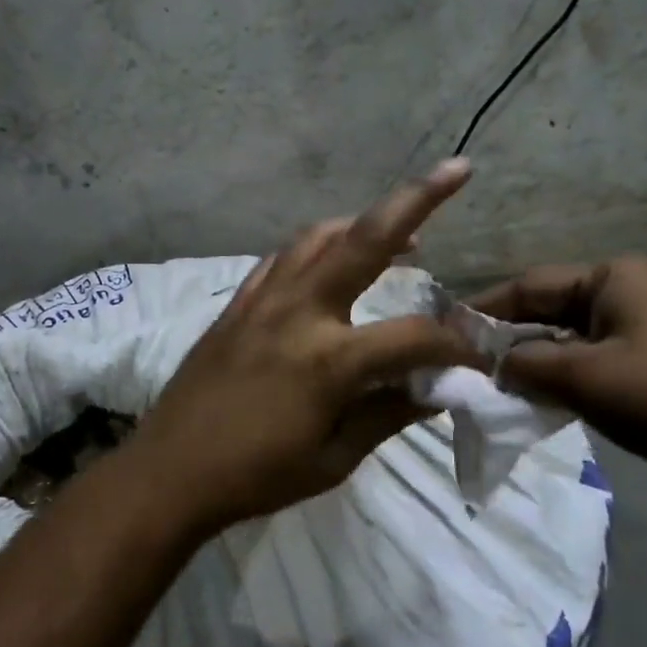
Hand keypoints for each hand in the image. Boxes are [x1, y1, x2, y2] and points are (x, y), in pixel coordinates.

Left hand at [131, 160, 482, 533]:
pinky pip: (284, 257)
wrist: (170, 473)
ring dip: (365, 223)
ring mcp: (264, 300)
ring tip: (400, 232)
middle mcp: (300, 312)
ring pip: (321, 236)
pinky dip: (318, 247)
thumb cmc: (257, 476)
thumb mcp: (334, 459)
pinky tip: (331, 260)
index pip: (415, 337)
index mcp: (330, 359)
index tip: (477, 358)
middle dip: (418, 199)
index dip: (456, 346)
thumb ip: (389, 414)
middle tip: (457, 170)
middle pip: (366, 239)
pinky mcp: (238, 303)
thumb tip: (437, 388)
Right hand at [470, 257, 646, 495]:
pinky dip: (564, 374)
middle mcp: (628, 290)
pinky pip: (593, 357)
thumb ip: (526, 363)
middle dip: (511, 337)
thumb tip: (492, 362)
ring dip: (536, 359)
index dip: (486, 309)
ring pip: (570, 336)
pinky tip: (538, 396)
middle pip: (550, 308)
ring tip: (497, 383)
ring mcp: (644, 325)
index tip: (448, 330)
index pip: (531, 284)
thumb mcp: (584, 376)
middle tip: (469, 363)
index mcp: (613, 277)